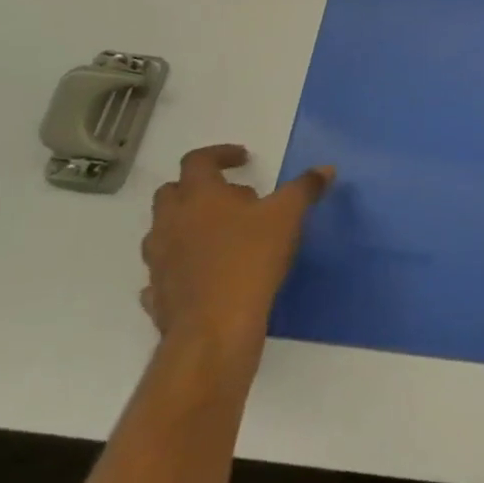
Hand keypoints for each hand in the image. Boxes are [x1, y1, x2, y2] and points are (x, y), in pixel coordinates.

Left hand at [139, 145, 333, 359]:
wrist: (214, 328)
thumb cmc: (250, 258)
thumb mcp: (288, 216)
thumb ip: (305, 188)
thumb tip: (325, 169)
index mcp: (199, 196)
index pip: (198, 160)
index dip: (220, 154)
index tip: (244, 159)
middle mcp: (170, 223)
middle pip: (171, 192)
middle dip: (199, 188)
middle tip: (233, 197)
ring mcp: (159, 260)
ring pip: (163, 231)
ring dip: (187, 225)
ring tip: (221, 235)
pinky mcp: (158, 294)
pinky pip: (163, 271)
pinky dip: (180, 265)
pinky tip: (202, 273)